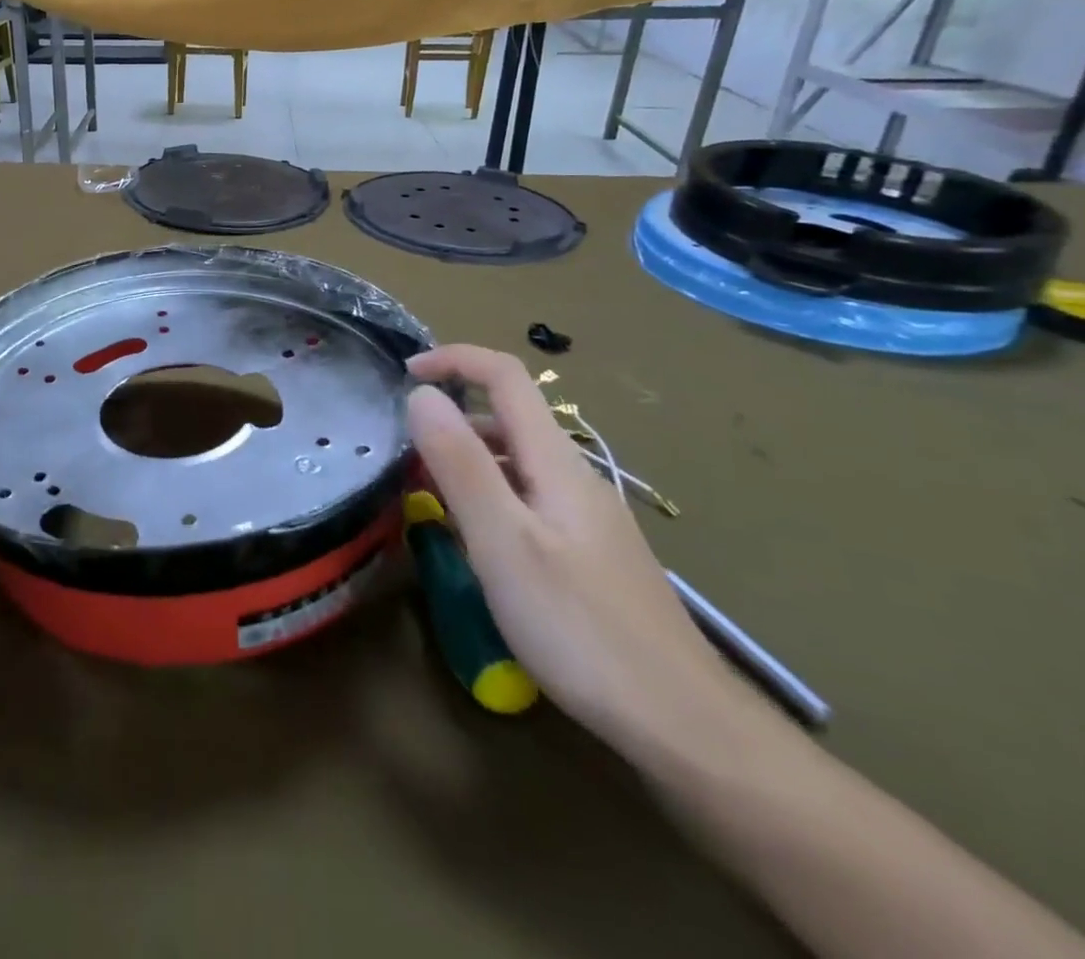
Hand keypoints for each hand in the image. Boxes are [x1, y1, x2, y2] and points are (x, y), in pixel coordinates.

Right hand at [405, 346, 746, 758]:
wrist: (683, 724)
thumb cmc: (580, 627)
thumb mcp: (503, 541)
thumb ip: (460, 463)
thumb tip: (421, 395)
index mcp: (555, 462)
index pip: (506, 376)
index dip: (454, 359)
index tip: (405, 373)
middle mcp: (574, 477)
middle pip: (509, 418)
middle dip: (452, 417)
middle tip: (402, 453)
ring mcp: (586, 518)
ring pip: (516, 463)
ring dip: (467, 460)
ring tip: (424, 495)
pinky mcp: (589, 554)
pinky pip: (527, 500)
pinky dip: (488, 497)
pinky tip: (474, 543)